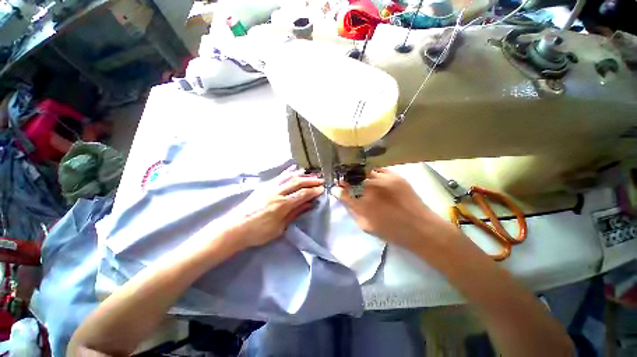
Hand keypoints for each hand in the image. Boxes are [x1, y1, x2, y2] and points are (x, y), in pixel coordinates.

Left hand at [228, 167, 323, 249]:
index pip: (302, 194)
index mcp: (281, 205)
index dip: (313, 191)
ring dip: (302, 175)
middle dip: (311, 181)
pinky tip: (294, 168)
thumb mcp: (279, 228)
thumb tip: (309, 205)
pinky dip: (288, 171)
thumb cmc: (258, 232)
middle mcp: (277, 193)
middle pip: (297, 183)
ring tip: (311, 174)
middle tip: (321, 180)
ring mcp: (269, 187)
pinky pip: (278, 176)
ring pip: (288, 177)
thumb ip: (294, 214)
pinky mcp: (264, 186)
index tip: (322, 189)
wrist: (234, 228)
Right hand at [332, 168, 452, 249]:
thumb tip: (341, 196)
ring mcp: (384, 180)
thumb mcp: (366, 226)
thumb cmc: (391, 231)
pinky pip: (379, 170)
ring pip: (365, 172)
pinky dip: (374, 174)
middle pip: (353, 179)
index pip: (344, 192)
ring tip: (361, 180)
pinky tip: (375, 178)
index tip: (338, 188)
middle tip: (348, 183)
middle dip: (348, 181)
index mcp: (362, 204)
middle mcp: (371, 189)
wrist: (420, 227)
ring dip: (360, 176)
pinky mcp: (395, 176)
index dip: (339, 189)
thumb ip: (352, 210)